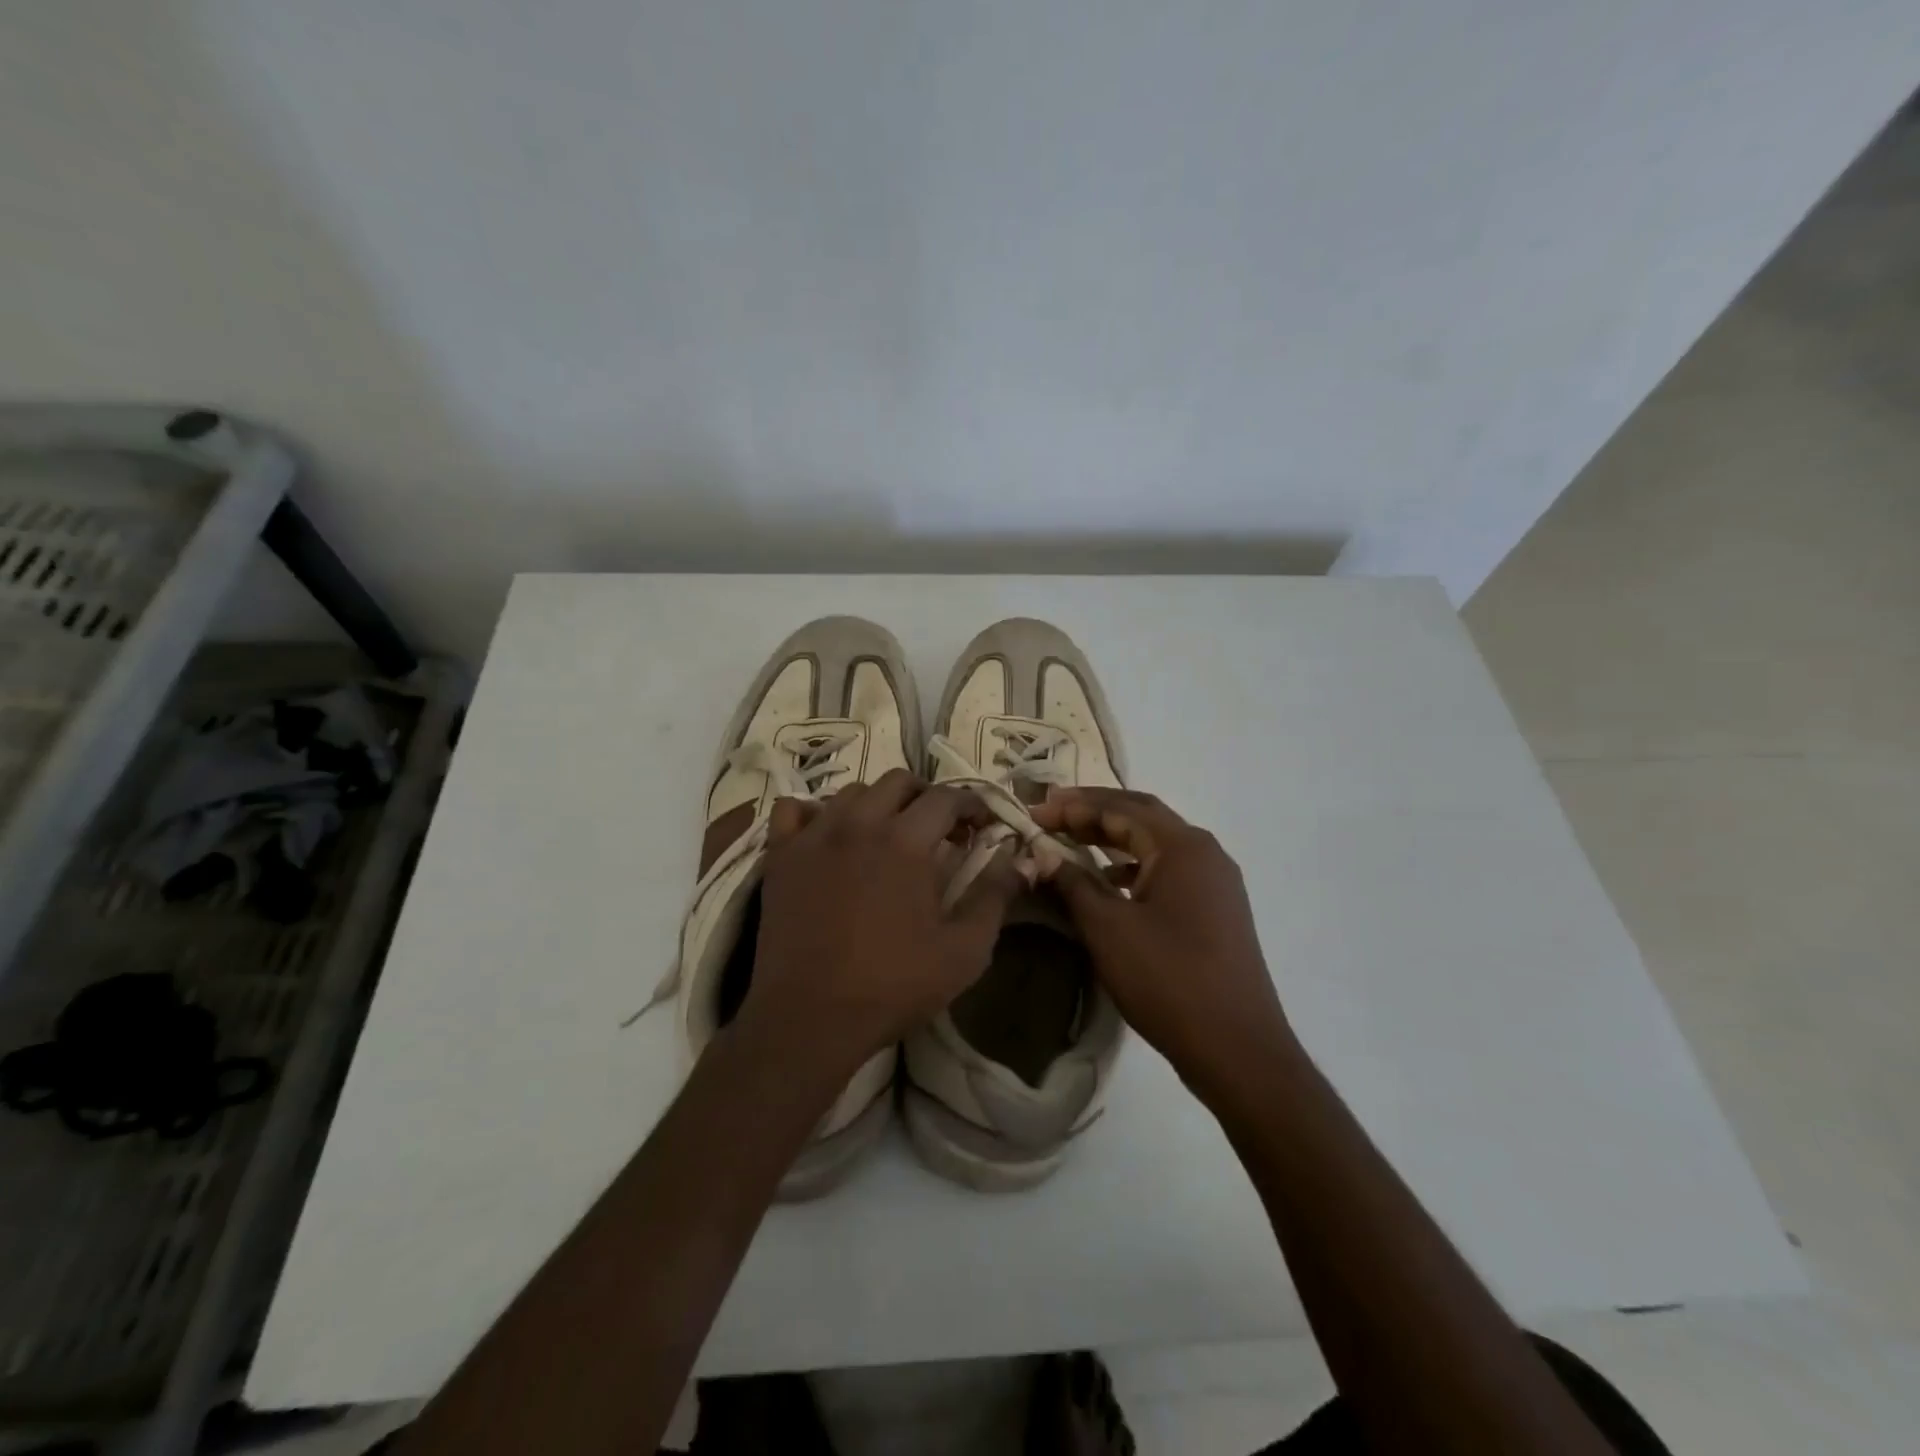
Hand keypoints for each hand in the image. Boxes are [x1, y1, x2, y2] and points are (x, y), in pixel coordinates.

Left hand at [741, 770, 1026, 1073]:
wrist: (809, 1018)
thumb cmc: (893, 986)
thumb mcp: (964, 951)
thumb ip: (995, 896)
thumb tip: (1019, 858)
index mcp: (906, 842)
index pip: (947, 798)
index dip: (973, 805)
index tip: (983, 825)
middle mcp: (859, 824)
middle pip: (899, 782)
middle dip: (927, 796)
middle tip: (939, 829)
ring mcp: (814, 836)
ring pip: (851, 792)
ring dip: (878, 803)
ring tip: (888, 833)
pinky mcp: (781, 855)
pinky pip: (793, 810)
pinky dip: (815, 813)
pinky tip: (827, 834)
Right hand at [1030, 788, 1295, 1094]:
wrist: (1237, 1048)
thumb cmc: (1168, 979)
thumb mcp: (1108, 928)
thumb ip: (1073, 883)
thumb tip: (1043, 854)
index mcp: (1182, 846)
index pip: (1120, 808)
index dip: (1073, 806)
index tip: (1034, 811)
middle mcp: (1205, 853)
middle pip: (1142, 816)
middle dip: (1094, 812)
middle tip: (1051, 815)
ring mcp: (1216, 882)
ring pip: (1156, 844)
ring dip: (1113, 837)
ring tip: (1072, 842)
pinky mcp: (1217, 909)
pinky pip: (1169, 871)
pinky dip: (1134, 866)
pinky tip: (1111, 882)